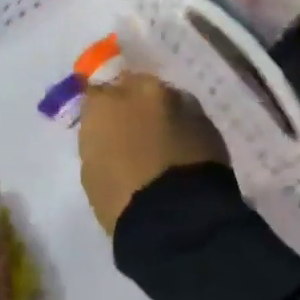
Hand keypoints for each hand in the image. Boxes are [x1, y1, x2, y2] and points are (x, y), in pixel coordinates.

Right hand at [77, 73, 229, 236]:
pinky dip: (184, 128)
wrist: (176, 215)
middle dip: (133, 101)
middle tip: (134, 126)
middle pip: (134, 84)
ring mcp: (178, 101)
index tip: (102, 123)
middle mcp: (141, 91)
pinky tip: (183, 150)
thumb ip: (99, 139)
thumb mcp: (93, 169)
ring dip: (162, 112)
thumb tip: (110, 134)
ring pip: (165, 98)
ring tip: (163, 139)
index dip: (100, 108)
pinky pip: (188, 118)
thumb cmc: (120, 198)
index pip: (96, 93)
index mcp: (105, 102)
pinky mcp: (206, 119)